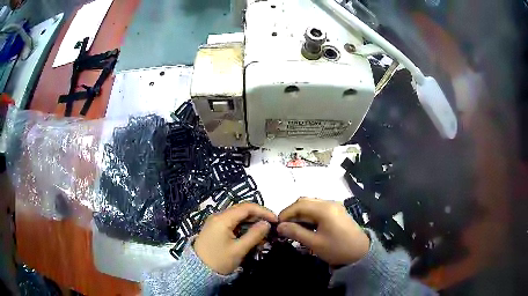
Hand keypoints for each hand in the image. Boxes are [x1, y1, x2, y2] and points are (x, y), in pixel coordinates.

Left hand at [194, 203, 277, 274]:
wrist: (197, 270)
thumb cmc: (219, 260)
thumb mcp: (239, 249)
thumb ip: (254, 235)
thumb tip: (267, 224)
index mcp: (223, 219)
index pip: (247, 207)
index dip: (263, 211)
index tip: (276, 220)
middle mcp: (218, 216)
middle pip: (242, 211)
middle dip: (258, 218)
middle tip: (271, 228)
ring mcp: (216, 222)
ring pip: (238, 218)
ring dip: (251, 224)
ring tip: (263, 236)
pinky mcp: (215, 229)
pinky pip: (232, 224)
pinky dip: (243, 229)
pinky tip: (251, 238)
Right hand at [277, 197, 369, 265]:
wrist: (360, 253)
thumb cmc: (337, 248)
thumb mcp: (315, 243)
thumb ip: (296, 232)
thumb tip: (280, 226)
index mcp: (324, 209)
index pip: (299, 205)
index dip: (286, 213)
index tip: (277, 225)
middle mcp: (329, 203)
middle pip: (305, 201)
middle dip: (292, 212)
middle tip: (284, 226)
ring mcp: (334, 206)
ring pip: (311, 204)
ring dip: (300, 213)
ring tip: (293, 227)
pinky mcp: (337, 211)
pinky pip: (318, 208)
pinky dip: (309, 215)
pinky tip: (306, 226)